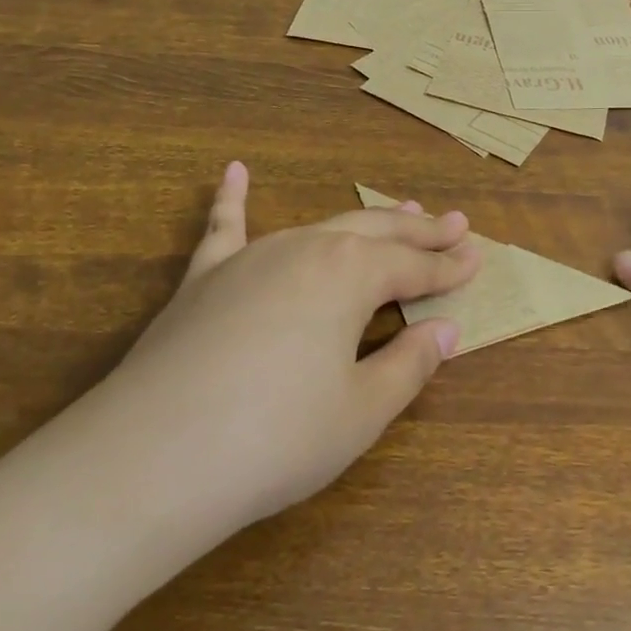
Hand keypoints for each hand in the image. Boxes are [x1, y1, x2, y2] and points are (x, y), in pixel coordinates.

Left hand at [77, 163, 478, 553]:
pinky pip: (224, 227)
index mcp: (351, 275)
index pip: (414, 268)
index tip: (478, 257)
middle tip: (454, 223)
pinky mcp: (206, 278)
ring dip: (363, 220)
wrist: (153, 459)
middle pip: (376, 233)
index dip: (449, 267)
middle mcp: (306, 248)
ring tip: (396, 211)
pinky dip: (231, 198)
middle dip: (419, 231)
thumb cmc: (275, 438)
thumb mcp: (360, 411)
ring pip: (321, 225)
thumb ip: (409, 364)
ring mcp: (252, 257)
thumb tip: (446, 330)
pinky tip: (233, 171)